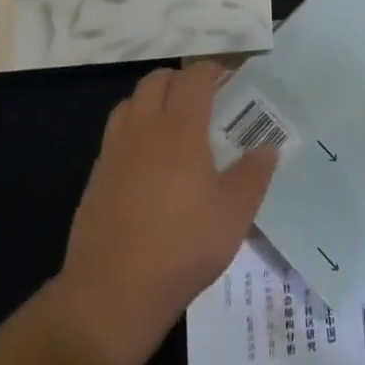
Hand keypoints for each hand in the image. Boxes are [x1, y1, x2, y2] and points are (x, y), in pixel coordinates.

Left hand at [57, 62, 277, 364]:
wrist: (111, 294)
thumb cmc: (181, 248)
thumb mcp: (234, 215)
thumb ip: (254, 175)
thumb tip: (268, 147)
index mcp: (180, 128)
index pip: (194, 76)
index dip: (213, 70)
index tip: (230, 80)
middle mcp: (144, 128)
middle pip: (157, 79)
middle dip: (181, 80)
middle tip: (204, 101)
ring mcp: (114, 151)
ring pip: (131, 102)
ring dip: (153, 101)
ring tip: (174, 126)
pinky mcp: (96, 177)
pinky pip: (116, 134)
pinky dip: (134, 131)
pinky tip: (148, 164)